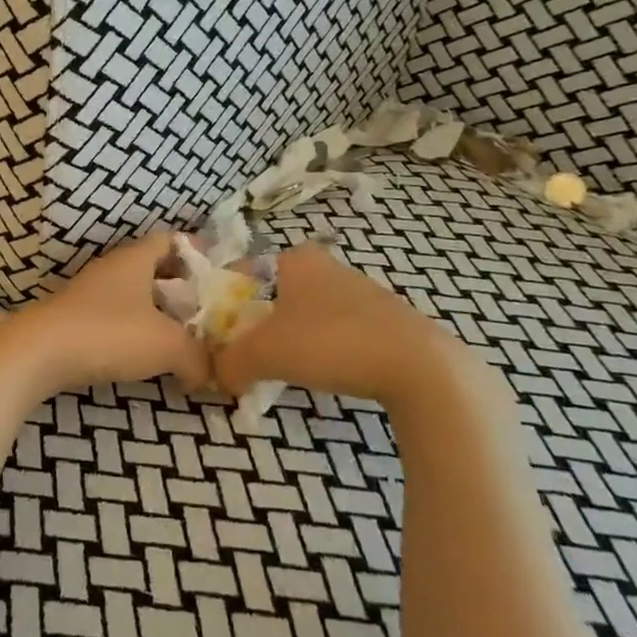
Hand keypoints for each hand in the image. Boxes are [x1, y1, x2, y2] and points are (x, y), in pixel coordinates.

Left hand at [0, 235, 210, 396]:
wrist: (37, 353)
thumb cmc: (108, 333)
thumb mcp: (167, 345)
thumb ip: (198, 357)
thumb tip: (212, 374)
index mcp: (134, 259)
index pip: (169, 240)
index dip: (194, 253)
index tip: (216, 277)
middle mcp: (111, 268)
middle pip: (152, 269)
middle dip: (179, 290)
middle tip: (203, 315)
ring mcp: (88, 293)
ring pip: (131, 295)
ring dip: (155, 313)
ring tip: (179, 340)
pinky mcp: (73, 319)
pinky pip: (113, 317)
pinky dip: (132, 331)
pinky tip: (142, 357)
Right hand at [214, 244, 487, 419]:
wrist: (421, 368)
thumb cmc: (331, 343)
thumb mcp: (265, 354)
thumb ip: (230, 363)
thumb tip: (216, 377)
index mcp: (296, 259)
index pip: (245, 272)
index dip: (226, 303)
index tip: (219, 335)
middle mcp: (328, 266)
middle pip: (275, 295)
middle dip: (258, 325)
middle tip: (247, 356)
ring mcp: (362, 292)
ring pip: (308, 315)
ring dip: (292, 340)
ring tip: (285, 371)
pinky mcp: (387, 322)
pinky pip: (339, 332)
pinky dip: (326, 351)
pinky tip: (328, 376)